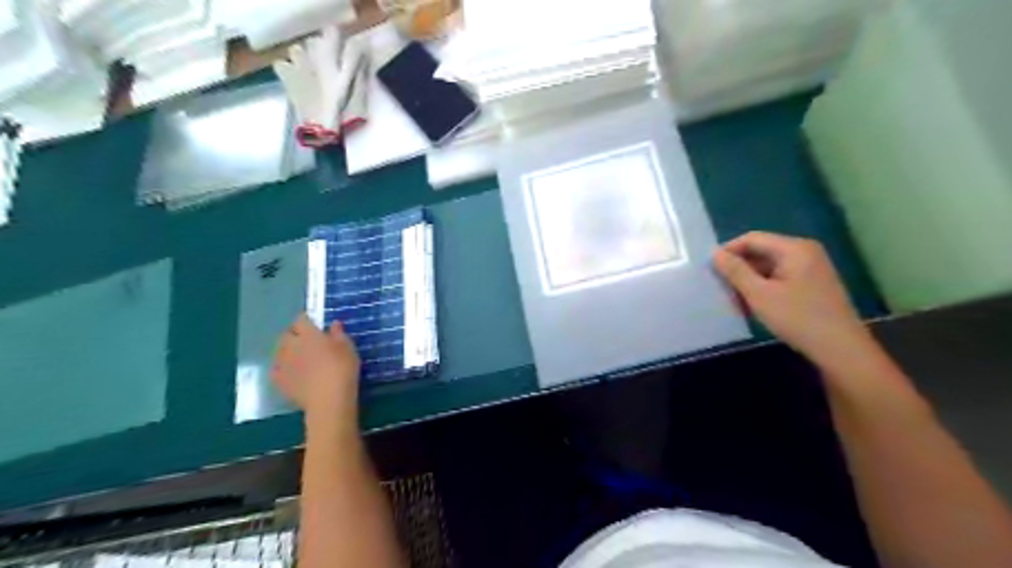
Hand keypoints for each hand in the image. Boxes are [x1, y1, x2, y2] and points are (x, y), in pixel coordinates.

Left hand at [271, 314, 361, 429]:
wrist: (328, 398)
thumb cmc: (342, 368)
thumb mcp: (348, 348)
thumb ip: (339, 334)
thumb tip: (334, 324)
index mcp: (309, 334)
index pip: (301, 319)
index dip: (306, 319)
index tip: (313, 323)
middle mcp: (292, 345)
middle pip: (286, 334)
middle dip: (294, 334)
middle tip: (306, 340)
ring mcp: (283, 363)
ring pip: (279, 351)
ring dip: (287, 350)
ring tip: (298, 356)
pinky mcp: (279, 381)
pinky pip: (277, 369)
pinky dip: (283, 368)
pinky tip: (291, 373)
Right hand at [710, 232, 878, 367]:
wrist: (841, 349)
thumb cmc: (798, 318)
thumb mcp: (759, 295)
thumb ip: (735, 271)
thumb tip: (715, 254)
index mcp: (794, 248)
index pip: (752, 238)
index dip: (729, 251)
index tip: (710, 270)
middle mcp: (805, 252)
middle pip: (761, 251)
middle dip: (739, 268)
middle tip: (721, 288)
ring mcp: (811, 268)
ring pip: (769, 267)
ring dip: (749, 281)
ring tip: (735, 301)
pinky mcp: (813, 284)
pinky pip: (780, 278)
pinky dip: (764, 288)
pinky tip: (754, 306)